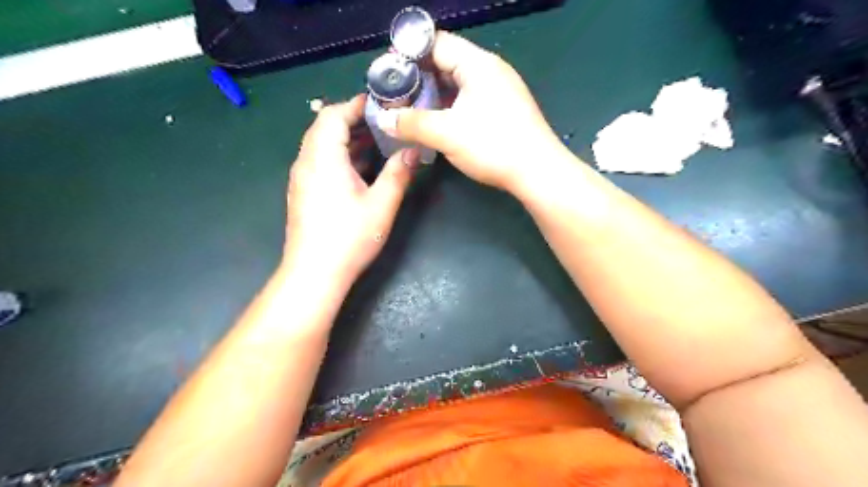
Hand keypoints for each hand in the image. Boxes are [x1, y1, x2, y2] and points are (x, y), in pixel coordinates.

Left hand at [286, 94, 420, 287]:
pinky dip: (339, 157)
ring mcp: (301, 179)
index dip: (356, 105)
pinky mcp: (303, 194)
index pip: (334, 115)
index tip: (381, 104)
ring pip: (321, 146)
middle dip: (353, 121)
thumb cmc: (349, 237)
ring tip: (377, 142)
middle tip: (383, 123)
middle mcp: (306, 163)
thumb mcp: (381, 204)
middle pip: (324, 127)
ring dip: (347, 140)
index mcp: (323, 158)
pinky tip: (361, 169)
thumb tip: (413, 150)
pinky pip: (319, 163)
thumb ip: (398, 173)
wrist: (314, 273)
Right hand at [377, 31, 566, 191]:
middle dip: (419, 78)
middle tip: (397, 97)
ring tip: (412, 111)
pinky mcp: (503, 109)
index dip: (409, 55)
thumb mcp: (446, 134)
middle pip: (447, 62)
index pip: (437, 44)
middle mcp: (491, 70)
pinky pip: (469, 99)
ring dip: (434, 95)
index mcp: (478, 64)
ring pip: (458, 84)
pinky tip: (437, 123)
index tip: (389, 74)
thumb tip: (383, 119)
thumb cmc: (492, 145)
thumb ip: (411, 123)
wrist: (537, 172)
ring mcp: (500, 90)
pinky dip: (450, 107)